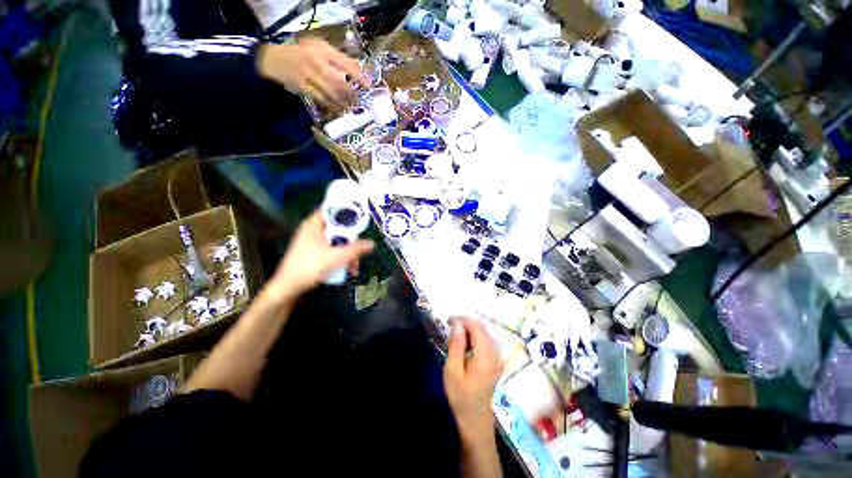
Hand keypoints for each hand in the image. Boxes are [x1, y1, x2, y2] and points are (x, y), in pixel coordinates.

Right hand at [258, 37, 368, 111]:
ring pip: (331, 93)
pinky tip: (338, 110)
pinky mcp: (303, 87)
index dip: (359, 76)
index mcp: (323, 50)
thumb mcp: (318, 47)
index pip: (346, 64)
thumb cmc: (302, 53)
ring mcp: (309, 76)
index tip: (368, 87)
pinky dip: (332, 106)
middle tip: (358, 101)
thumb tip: (358, 71)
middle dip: (351, 94)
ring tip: (350, 108)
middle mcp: (317, 62)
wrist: (275, 59)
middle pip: (340, 82)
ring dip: (343, 102)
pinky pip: (321, 99)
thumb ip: (336, 58)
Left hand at [270, 210, 373, 298]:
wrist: (288, 287)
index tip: (359, 215)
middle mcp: (312, 231)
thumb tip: (372, 243)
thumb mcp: (336, 257)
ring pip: (335, 241)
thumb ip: (355, 249)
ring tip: (355, 264)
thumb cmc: (310, 266)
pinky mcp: (312, 254)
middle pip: (336, 227)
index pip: (330, 209)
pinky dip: (340, 257)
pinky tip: (348, 269)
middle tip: (360, 244)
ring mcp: (311, 243)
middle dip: (350, 238)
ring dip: (347, 251)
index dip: (345, 210)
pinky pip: (330, 250)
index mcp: (313, 225)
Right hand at [444, 317, 502, 443]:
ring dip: (470, 330)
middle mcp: (495, 353)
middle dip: (466, 323)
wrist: (475, 423)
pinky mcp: (496, 363)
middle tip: (450, 326)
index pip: (476, 327)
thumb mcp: (453, 371)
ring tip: (455, 334)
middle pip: (482, 329)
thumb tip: (457, 323)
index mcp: (485, 355)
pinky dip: (475, 339)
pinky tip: (465, 345)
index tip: (448, 320)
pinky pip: (486, 343)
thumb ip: (456, 345)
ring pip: (485, 335)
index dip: (463, 319)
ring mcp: (498, 359)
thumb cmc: (461, 397)